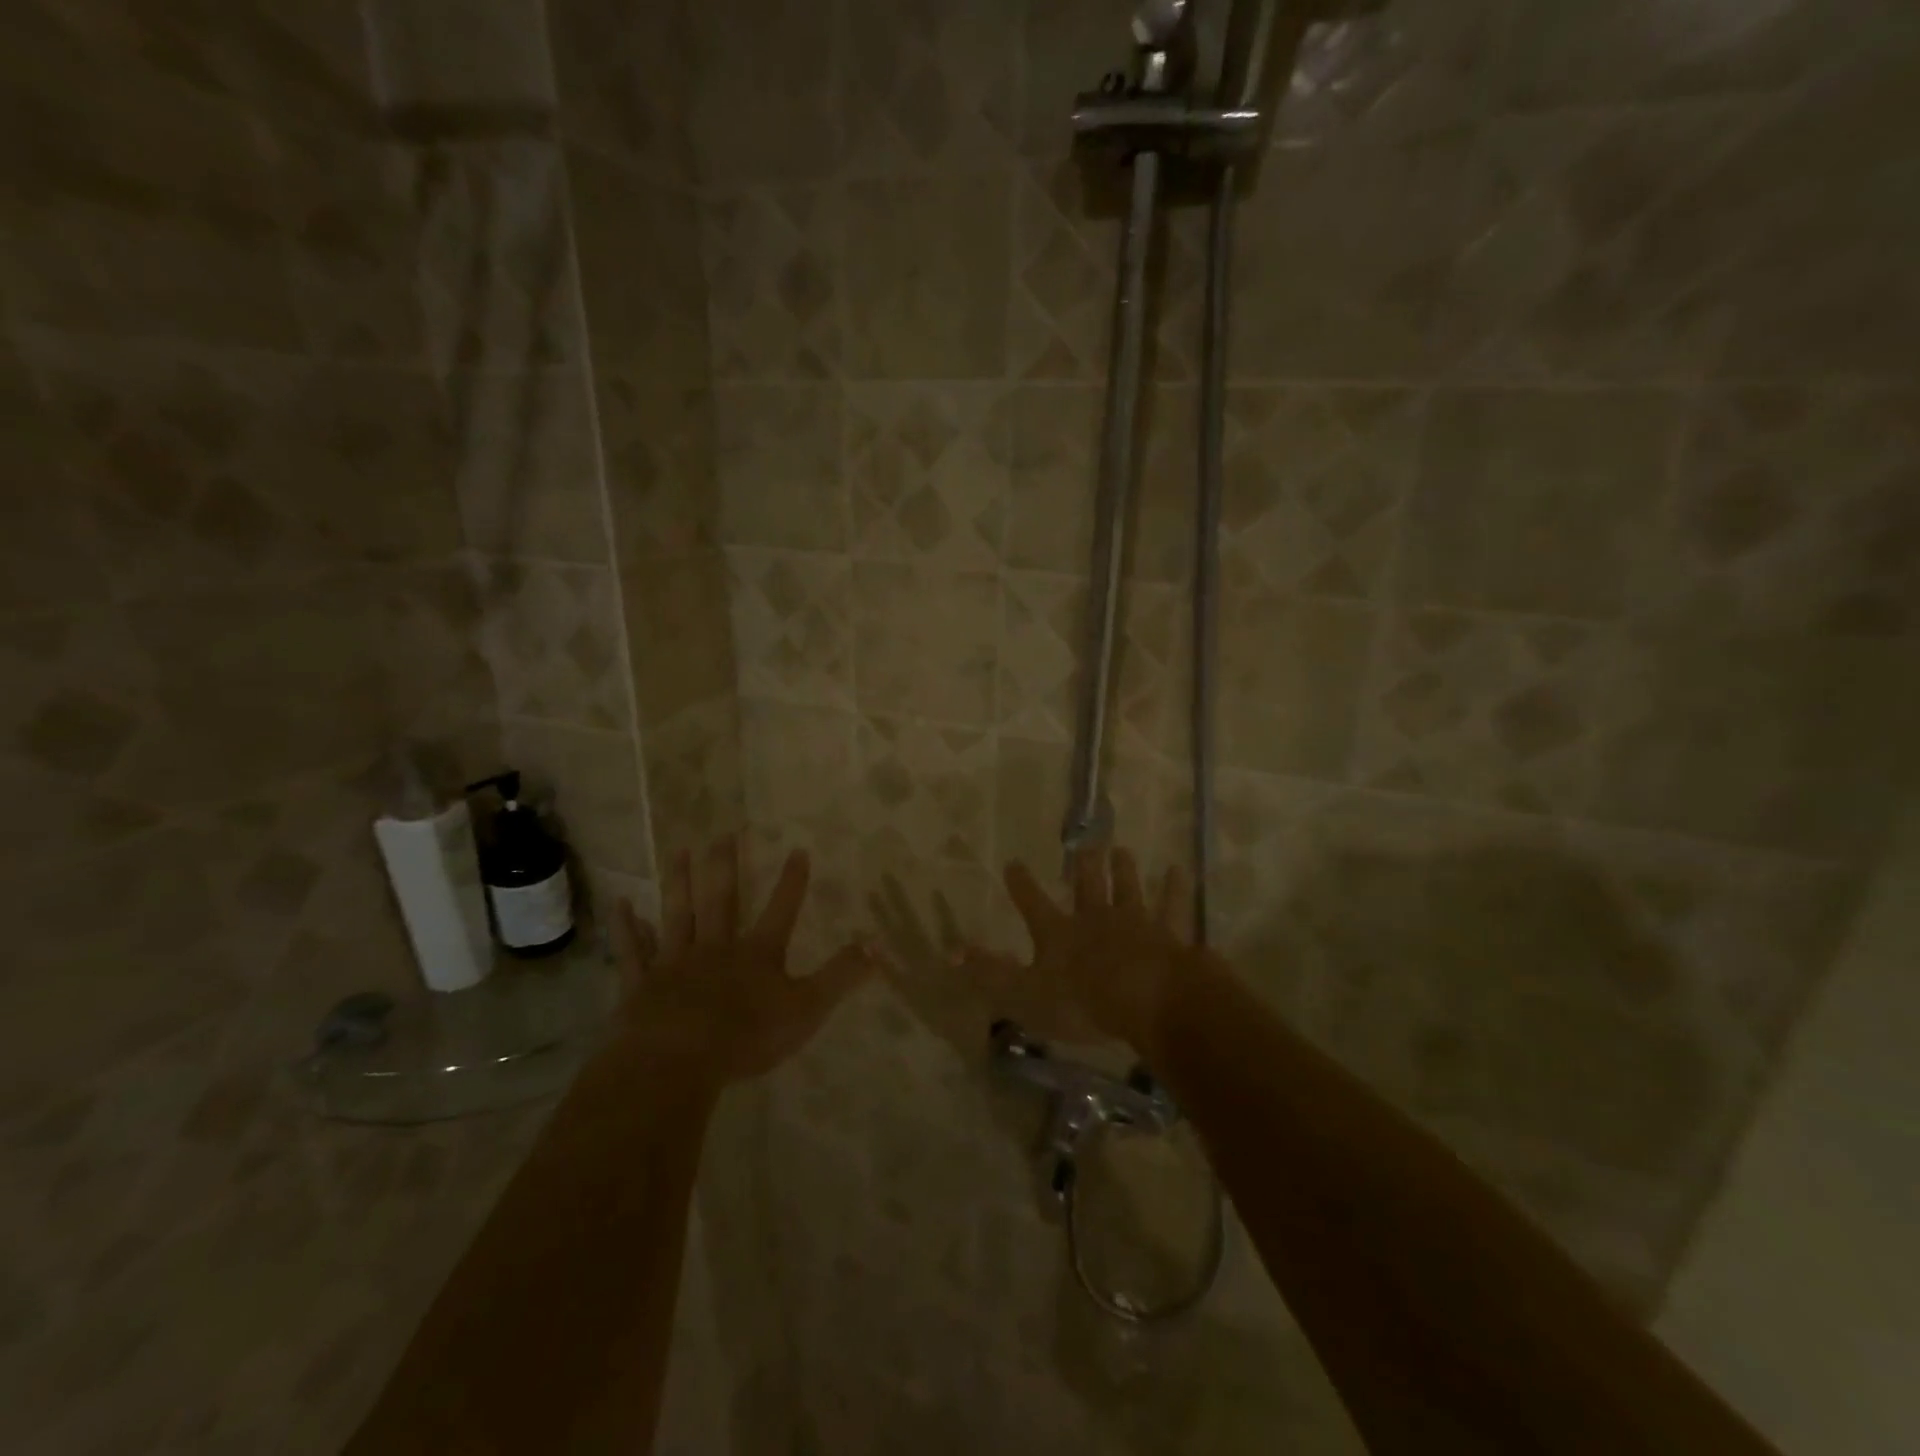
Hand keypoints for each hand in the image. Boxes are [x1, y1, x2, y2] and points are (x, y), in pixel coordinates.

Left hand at [612, 836, 876, 1087]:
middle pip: (722, 900)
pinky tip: (622, 905)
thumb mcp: (807, 1008)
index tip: (798, 848)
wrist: (678, 1061)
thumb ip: (841, 975)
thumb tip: (879, 944)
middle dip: (725, 866)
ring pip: (679, 914)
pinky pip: (634, 951)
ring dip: (680, 882)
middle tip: (723, 832)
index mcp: (757, 954)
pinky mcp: (643, 984)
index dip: (792, 881)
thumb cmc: (747, 1036)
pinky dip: (627, 928)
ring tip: (680, 850)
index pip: (781, 909)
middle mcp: (717, 947)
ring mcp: (676, 962)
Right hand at [959, 845, 1197, 1057]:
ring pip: (1128, 889)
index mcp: (1059, 933)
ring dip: (1124, 870)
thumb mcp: (1025, 993)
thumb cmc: (1083, 1001)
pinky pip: (1172, 907)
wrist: (1148, 999)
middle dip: (1084, 867)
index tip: (1013, 862)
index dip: (1022, 884)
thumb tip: (952, 952)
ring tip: (1123, 850)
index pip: (1033, 903)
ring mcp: (1135, 923)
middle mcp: (1095, 918)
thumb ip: (990, 973)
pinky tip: (1180, 871)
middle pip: (1088, 886)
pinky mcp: (1169, 934)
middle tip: (1086, 845)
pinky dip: (1175, 889)